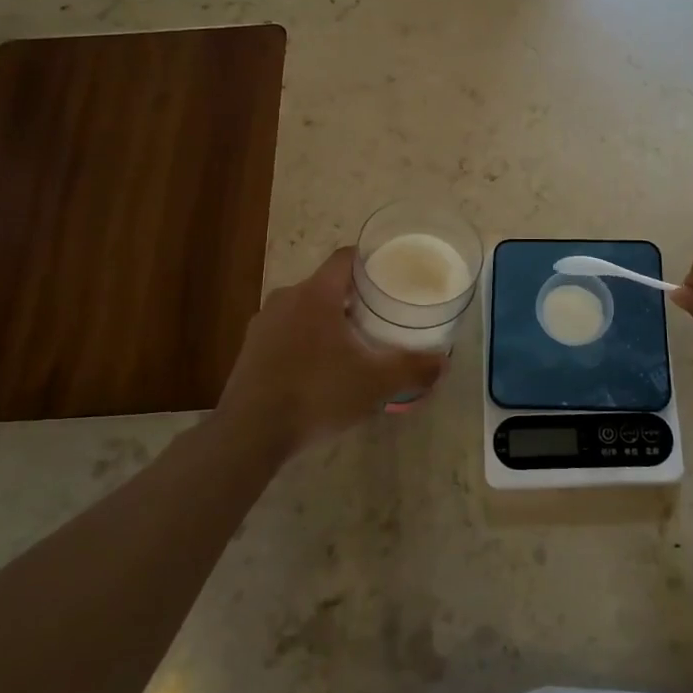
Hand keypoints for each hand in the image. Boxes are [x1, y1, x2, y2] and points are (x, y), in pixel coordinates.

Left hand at [217, 246, 444, 456]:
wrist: (249, 433)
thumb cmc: (317, 394)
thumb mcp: (375, 383)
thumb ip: (412, 369)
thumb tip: (443, 362)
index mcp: (316, 294)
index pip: (345, 258)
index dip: (369, 260)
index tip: (390, 275)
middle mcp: (286, 298)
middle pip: (326, 285)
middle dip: (353, 297)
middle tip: (379, 317)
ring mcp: (263, 323)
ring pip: (304, 309)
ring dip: (327, 320)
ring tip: (351, 345)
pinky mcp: (249, 349)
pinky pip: (285, 332)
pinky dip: (305, 341)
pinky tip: (318, 370)